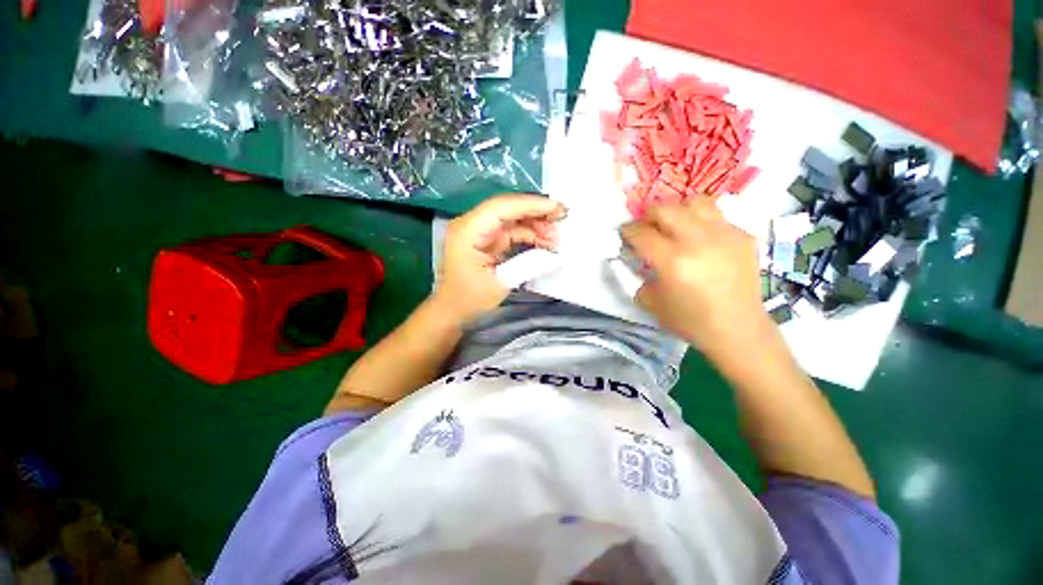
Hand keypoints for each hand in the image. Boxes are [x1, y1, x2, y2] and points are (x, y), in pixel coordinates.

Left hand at [433, 194, 566, 323]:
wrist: (451, 310)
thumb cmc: (468, 300)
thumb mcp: (501, 284)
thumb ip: (528, 265)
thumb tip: (556, 256)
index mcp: (468, 231)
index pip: (502, 207)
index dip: (532, 205)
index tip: (558, 209)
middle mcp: (472, 224)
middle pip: (508, 208)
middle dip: (536, 212)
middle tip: (562, 219)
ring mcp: (479, 231)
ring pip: (512, 218)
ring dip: (535, 225)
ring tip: (555, 240)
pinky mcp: (487, 239)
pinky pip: (511, 230)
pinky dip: (529, 235)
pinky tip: (544, 244)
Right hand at [620, 199, 769, 355]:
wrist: (736, 329)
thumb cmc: (688, 319)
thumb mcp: (649, 301)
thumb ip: (638, 275)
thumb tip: (637, 258)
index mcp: (672, 261)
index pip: (640, 232)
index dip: (627, 231)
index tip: (625, 234)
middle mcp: (697, 241)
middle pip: (665, 209)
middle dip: (648, 215)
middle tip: (647, 228)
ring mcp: (724, 234)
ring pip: (694, 201)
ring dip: (678, 211)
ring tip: (676, 225)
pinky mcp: (743, 236)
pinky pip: (717, 216)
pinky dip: (701, 222)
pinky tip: (701, 240)